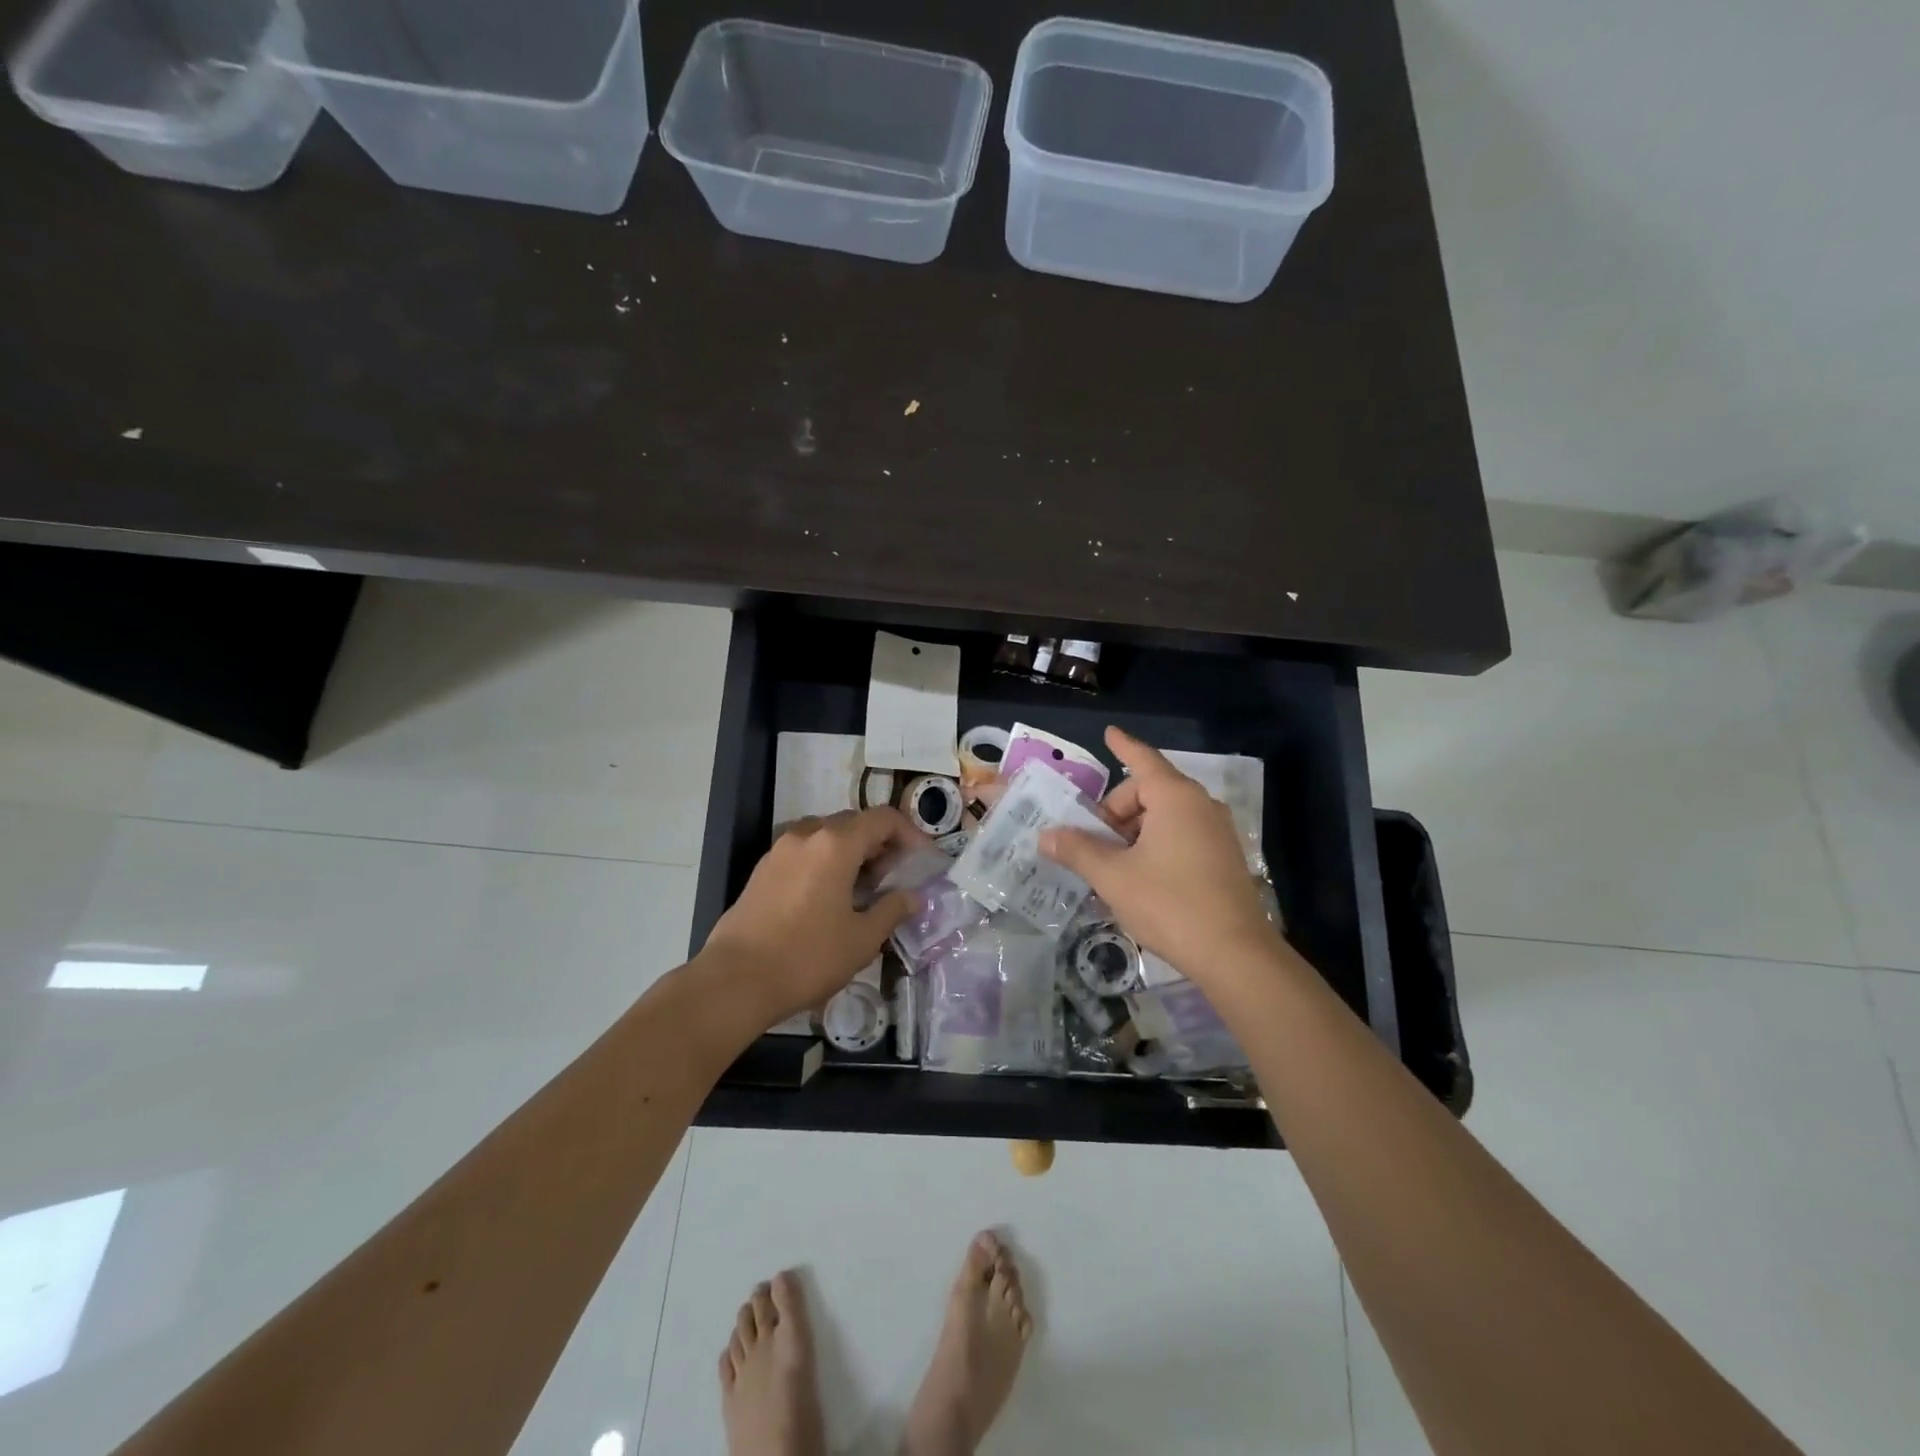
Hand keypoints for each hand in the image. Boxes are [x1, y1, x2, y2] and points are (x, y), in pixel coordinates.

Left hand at [699, 807, 923, 1025]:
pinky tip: (829, 898)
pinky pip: (804, 852)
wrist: (735, 981)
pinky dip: (825, 862)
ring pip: (827, 836)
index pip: (883, 819)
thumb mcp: (862, 939)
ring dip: (851, 852)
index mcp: (836, 844)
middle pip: (854, 823)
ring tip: (862, 888)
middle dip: (880, 844)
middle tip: (894, 877)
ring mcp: (780, 850)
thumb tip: (912, 896)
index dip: (909, 833)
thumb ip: (892, 910)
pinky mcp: (762, 869)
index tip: (922, 860)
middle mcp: (807, 835)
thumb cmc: (807, 957)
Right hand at [1039, 727, 1283, 986]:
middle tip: (1092, 843)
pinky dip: (1155, 845)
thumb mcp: (1113, 876)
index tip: (1108, 733)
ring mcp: (1217, 831)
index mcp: (1175, 797)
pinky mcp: (1224, 858)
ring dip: (1134, 832)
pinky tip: (1140, 879)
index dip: (1122, 746)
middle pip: (1148, 792)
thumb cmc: (1169, 903)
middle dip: (1116, 811)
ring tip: (1112, 867)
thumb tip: (1046, 835)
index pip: (1142, 760)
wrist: (1234, 954)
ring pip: (1165, 817)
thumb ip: (1077, 850)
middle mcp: (1200, 805)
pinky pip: (1181, 835)